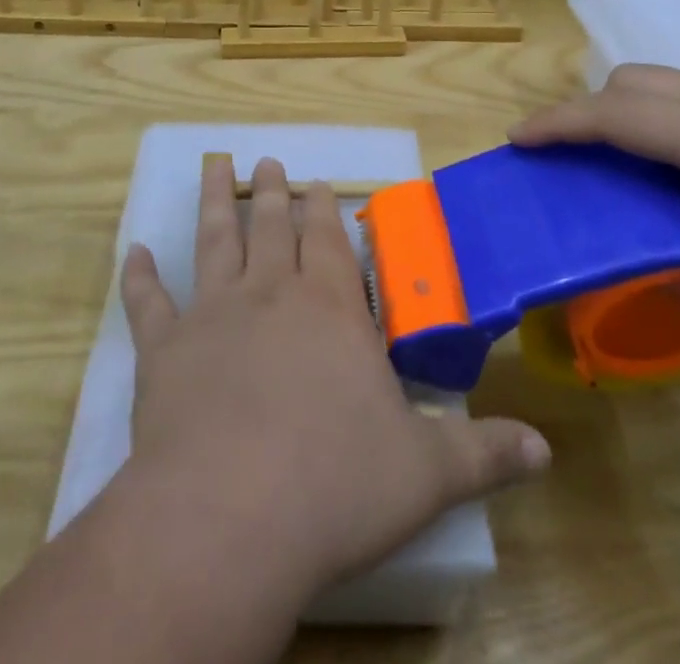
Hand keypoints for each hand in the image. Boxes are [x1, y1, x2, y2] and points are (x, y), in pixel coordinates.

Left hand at [116, 154, 550, 603]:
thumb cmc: (336, 486)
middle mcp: (271, 295)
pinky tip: (134, 251)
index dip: (323, 211)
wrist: (231, 516)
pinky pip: (148, 302)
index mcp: (331, 311)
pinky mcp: (163, 348)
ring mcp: (213, 314)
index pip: (329, 243)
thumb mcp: (426, 474)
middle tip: (269, 163)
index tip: (317, 183)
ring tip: (214, 167)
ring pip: (214, 241)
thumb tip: (546, 449)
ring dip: (213, 203)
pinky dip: (139, 275)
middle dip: (273, 193)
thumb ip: (484, 453)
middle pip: (272, 227)